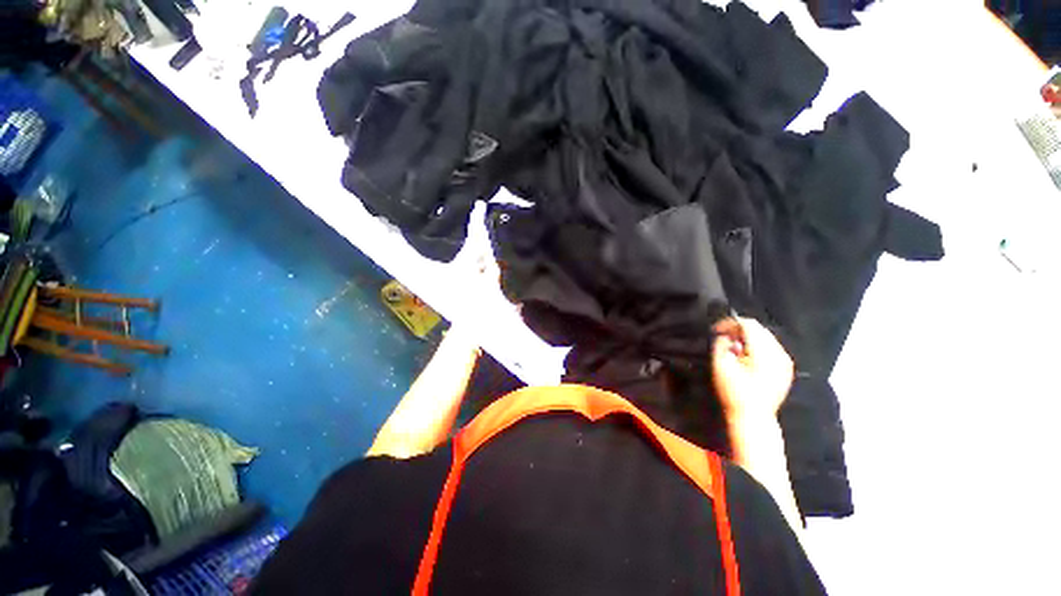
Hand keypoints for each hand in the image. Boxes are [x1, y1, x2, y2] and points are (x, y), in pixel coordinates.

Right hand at [711, 317, 793, 424]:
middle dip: (739, 330)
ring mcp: (785, 362)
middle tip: (724, 338)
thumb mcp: (720, 367)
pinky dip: (758, 346)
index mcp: (763, 353)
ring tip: (734, 348)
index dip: (731, 323)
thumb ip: (721, 345)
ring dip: (748, 337)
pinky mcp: (786, 369)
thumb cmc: (733, 392)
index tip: (717, 330)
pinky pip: (772, 348)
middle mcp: (779, 354)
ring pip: (766, 337)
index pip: (749, 325)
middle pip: (759, 329)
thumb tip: (727, 335)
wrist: (753, 417)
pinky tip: (747, 357)